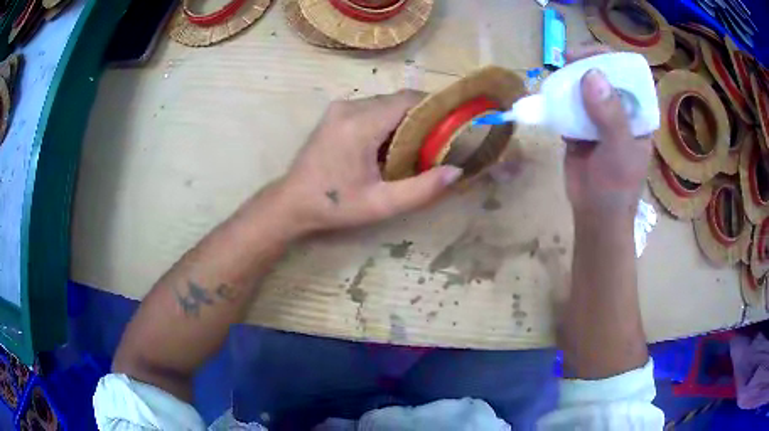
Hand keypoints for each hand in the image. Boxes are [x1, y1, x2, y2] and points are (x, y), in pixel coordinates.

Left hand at [274, 90, 462, 235]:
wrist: (292, 202)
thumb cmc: (335, 205)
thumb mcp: (381, 204)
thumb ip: (422, 189)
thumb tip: (457, 171)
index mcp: (360, 124)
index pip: (408, 100)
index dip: (435, 107)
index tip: (454, 123)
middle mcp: (349, 107)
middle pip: (398, 100)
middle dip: (423, 115)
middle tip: (440, 139)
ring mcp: (340, 108)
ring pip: (386, 102)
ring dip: (406, 118)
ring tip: (420, 143)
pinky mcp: (336, 113)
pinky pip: (372, 108)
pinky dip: (389, 120)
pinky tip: (394, 142)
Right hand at [563, 46, 652, 219]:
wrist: (595, 213)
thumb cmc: (617, 186)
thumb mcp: (620, 150)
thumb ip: (610, 115)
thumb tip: (591, 74)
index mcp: (637, 112)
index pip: (627, 74)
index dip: (610, 59)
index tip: (588, 55)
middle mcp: (619, 109)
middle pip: (603, 74)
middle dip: (585, 63)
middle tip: (566, 60)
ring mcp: (598, 115)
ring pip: (584, 86)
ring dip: (569, 78)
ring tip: (555, 74)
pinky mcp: (579, 124)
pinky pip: (569, 103)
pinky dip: (558, 97)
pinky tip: (550, 94)